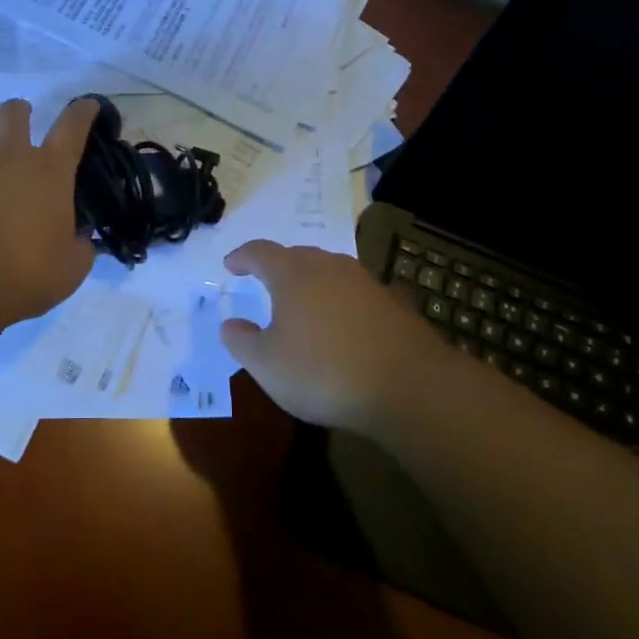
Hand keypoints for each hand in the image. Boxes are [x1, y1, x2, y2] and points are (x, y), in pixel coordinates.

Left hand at [0, 97, 98, 318]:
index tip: (87, 105)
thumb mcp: (70, 267)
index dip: (82, 112)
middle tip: (20, 124)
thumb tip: (82, 240)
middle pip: (13, 112)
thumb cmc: (27, 271)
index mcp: (50, 170)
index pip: (72, 127)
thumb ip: (80, 248)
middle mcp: (9, 155)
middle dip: (18, 112)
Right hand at [220, 240, 440, 432]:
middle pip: (296, 256)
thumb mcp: (267, 365)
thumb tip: (230, 324)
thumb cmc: (323, 371)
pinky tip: (341, 327)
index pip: (259, 252)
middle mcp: (327, 266)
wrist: (409, 386)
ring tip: (302, 305)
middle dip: (277, 267)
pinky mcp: (391, 303)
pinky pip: (354, 293)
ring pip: (328, 271)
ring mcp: (364, 282)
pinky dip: (339, 303)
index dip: (242, 257)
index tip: (230, 265)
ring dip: (311, 283)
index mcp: (292, 273)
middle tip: (265, 284)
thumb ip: (241, 342)